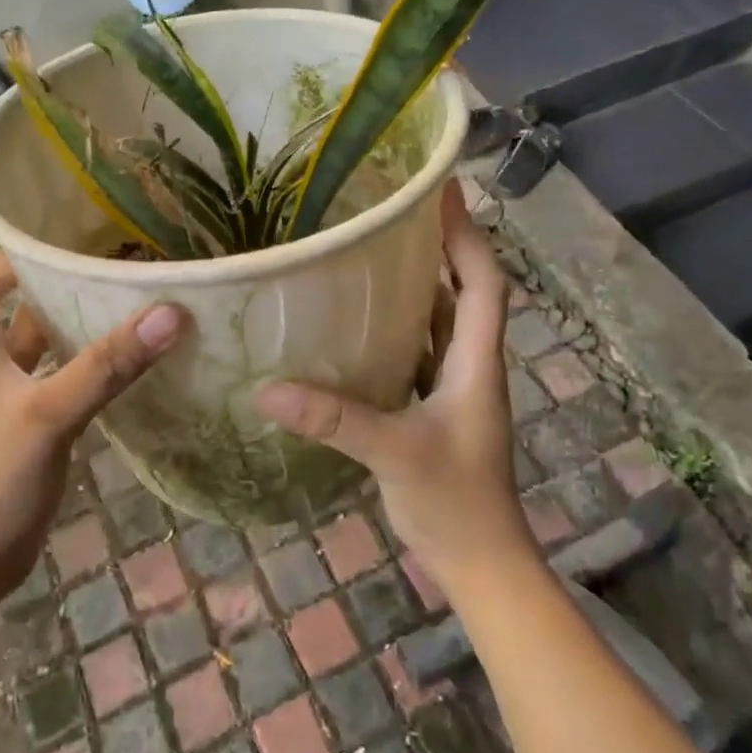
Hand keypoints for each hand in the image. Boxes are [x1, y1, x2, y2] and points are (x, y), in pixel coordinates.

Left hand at [0, 153, 186, 612]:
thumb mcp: (47, 419)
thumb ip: (107, 365)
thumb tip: (171, 311)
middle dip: (19, 234)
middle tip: (76, 206)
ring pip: (19, 312)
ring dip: (52, 284)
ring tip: (107, 256)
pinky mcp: (17, 405)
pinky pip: (44, 351)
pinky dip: (72, 332)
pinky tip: (115, 329)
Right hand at [255, 183, 532, 597]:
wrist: (481, 562)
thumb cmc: (454, 501)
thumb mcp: (393, 453)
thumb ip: (334, 420)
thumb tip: (268, 391)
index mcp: (476, 360)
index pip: (483, 281)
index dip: (467, 233)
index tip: (444, 190)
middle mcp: (471, 363)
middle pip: (465, 290)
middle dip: (441, 246)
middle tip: (398, 210)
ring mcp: (456, 387)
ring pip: (442, 320)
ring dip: (420, 283)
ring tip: (377, 250)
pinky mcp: (437, 407)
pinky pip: (421, 350)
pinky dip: (400, 326)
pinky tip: (361, 322)